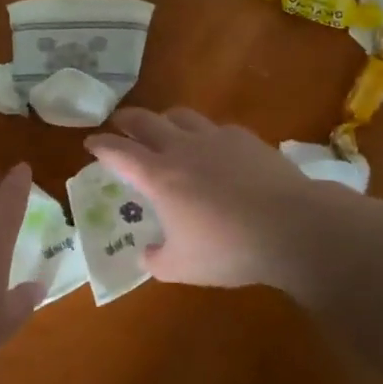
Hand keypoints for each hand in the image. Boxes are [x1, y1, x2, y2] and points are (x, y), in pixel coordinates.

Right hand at [84, 108, 338, 295]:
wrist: (292, 226)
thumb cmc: (230, 249)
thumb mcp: (183, 268)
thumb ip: (157, 260)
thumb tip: (146, 254)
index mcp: (160, 177)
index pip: (120, 152)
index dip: (101, 145)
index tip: (90, 142)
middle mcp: (182, 148)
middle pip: (146, 121)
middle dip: (127, 120)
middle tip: (119, 124)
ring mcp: (215, 138)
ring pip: (180, 115)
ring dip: (164, 119)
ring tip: (163, 128)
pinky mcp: (244, 138)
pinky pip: (215, 127)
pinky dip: (203, 133)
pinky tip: (212, 148)